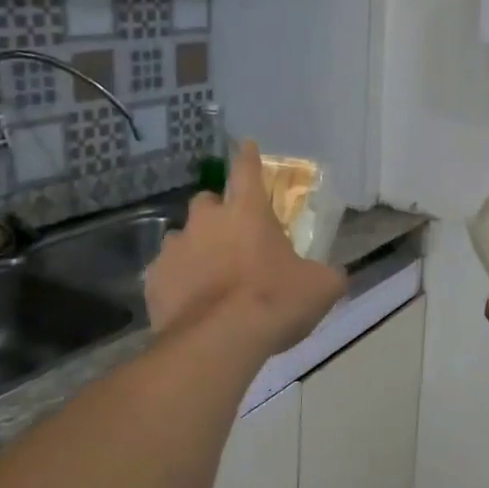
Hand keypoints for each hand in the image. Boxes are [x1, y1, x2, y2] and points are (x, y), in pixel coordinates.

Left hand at [145, 140, 345, 355]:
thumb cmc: (274, 301)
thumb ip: (327, 274)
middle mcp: (206, 221)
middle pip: (207, 201)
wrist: (218, 342)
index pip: (247, 170)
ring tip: (210, 276)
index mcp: (247, 212)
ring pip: (181, 238)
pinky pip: (165, 273)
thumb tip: (334, 275)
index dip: (248, 156)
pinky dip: (178, 282)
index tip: (246, 145)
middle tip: (233, 237)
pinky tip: (191, 303)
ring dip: (196, 249)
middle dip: (217, 213)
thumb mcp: (320, 287)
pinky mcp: (153, 280)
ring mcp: (174, 249)